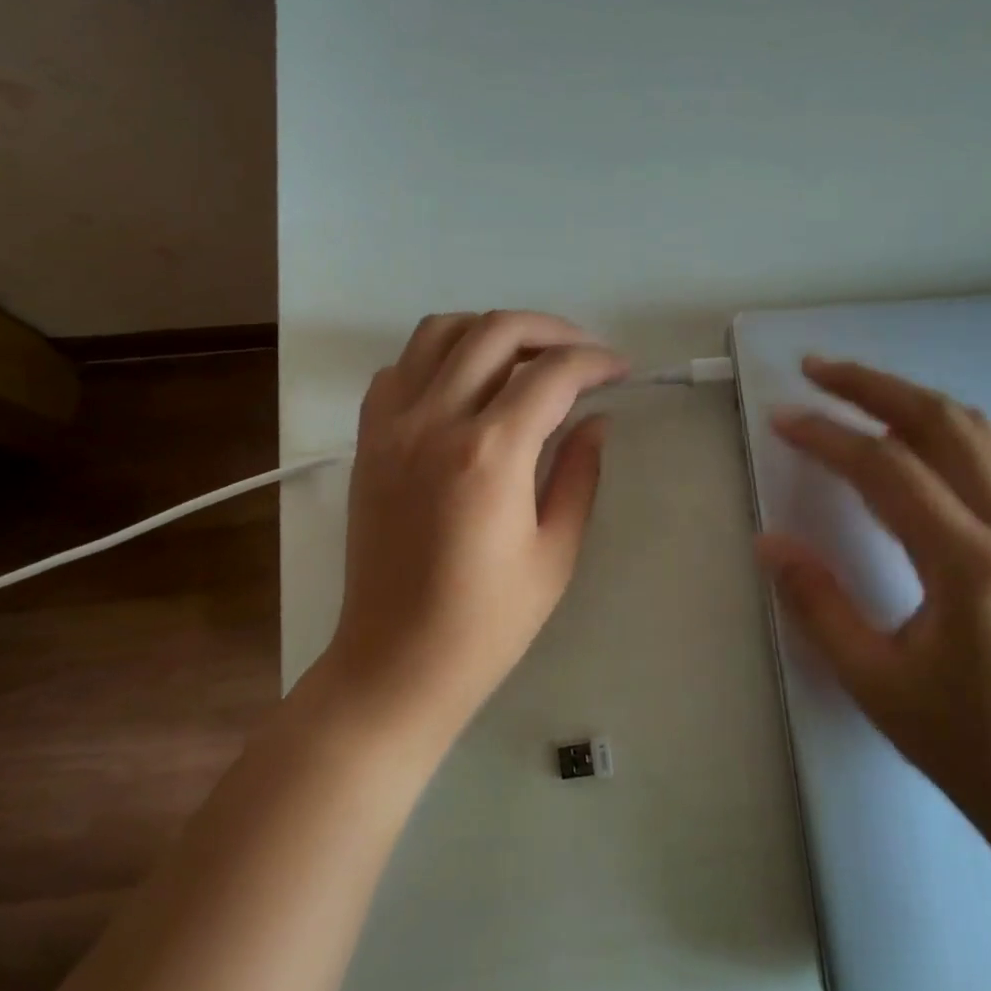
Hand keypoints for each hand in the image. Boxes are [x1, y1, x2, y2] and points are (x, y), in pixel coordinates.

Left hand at [317, 311, 627, 742]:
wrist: (397, 660)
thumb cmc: (487, 622)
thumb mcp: (555, 552)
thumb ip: (579, 474)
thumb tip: (595, 420)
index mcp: (491, 453)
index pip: (553, 374)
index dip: (596, 362)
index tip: (622, 371)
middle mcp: (435, 421)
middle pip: (496, 331)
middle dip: (552, 330)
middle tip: (584, 354)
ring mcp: (392, 426)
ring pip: (440, 332)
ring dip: (491, 330)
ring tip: (527, 357)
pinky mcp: (369, 441)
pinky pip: (401, 369)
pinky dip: (438, 357)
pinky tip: (466, 385)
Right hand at [758, 357, 990, 845]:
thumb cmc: (969, 748)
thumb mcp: (875, 683)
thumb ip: (818, 603)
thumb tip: (769, 541)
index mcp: (971, 566)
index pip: (889, 471)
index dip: (829, 436)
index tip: (781, 416)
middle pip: (943, 425)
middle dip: (875, 387)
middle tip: (817, 368)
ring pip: (977, 435)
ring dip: (911, 401)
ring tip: (856, 389)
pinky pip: (989, 464)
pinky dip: (939, 433)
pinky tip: (906, 444)